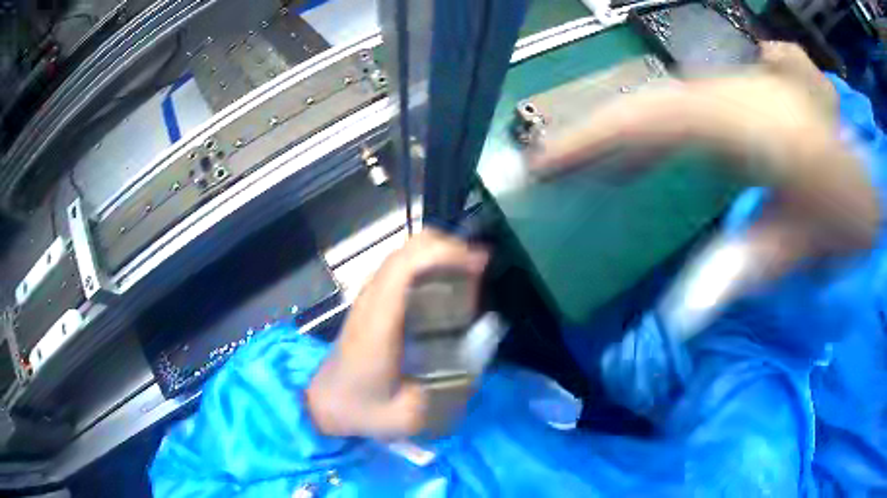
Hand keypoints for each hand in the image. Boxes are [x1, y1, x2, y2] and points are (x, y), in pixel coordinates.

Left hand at [306, 230, 487, 437]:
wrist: (325, 403)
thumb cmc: (363, 410)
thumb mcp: (410, 415)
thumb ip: (446, 393)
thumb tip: (480, 362)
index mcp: (379, 322)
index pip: (406, 266)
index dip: (445, 254)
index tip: (479, 264)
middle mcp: (371, 300)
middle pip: (408, 249)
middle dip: (449, 248)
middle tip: (479, 268)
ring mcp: (368, 297)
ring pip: (405, 254)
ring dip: (439, 255)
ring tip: (469, 275)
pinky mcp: (371, 302)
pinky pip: (402, 269)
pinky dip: (428, 266)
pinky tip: (445, 288)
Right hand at [531, 43, 878, 280]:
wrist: (867, 178)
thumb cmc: (843, 211)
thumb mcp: (801, 246)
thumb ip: (741, 270)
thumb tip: (680, 317)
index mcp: (743, 124)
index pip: (647, 119)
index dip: (589, 138)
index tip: (540, 165)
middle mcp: (731, 94)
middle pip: (645, 105)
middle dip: (593, 135)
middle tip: (550, 170)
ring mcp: (737, 93)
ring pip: (662, 105)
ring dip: (622, 135)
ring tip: (587, 169)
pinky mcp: (743, 104)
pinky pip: (685, 113)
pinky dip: (655, 134)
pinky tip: (643, 158)